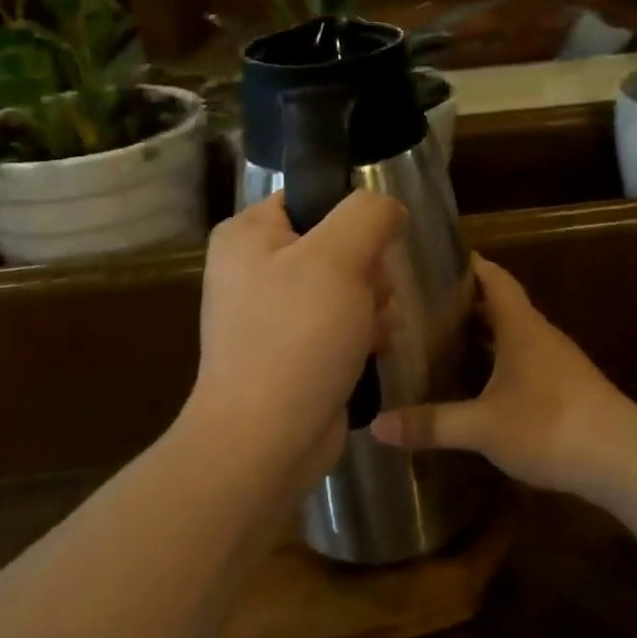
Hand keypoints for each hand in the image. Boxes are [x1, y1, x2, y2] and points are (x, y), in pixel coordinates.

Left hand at [184, 190, 404, 483]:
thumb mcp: (337, 258)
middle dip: (366, 271)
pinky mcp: (292, 352)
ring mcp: (272, 314)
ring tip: (370, 330)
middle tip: (369, 296)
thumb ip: (368, 214)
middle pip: (336, 244)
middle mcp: (254, 269)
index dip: (351, 216)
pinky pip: (340, 324)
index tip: (375, 244)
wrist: (267, 440)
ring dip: (371, 305)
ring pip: (346, 287)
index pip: (311, 197)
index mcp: (247, 235)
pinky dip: (361, 335)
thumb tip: (389, 208)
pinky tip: (370, 351)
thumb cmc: (297, 337)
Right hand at [371, 257, 636, 495]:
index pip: (493, 277)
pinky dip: (496, 363)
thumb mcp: (483, 427)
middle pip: (499, 306)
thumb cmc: (551, 426)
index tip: (431, 259)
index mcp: (521, 326)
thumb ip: (431, 424)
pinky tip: (476, 385)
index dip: (466, 264)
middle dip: (462, 303)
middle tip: (417, 306)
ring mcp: (555, 362)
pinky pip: (522, 361)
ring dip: (479, 335)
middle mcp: (539, 335)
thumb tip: (377, 426)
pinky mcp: (564, 388)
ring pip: (511, 336)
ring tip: (437, 341)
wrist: (624, 460)